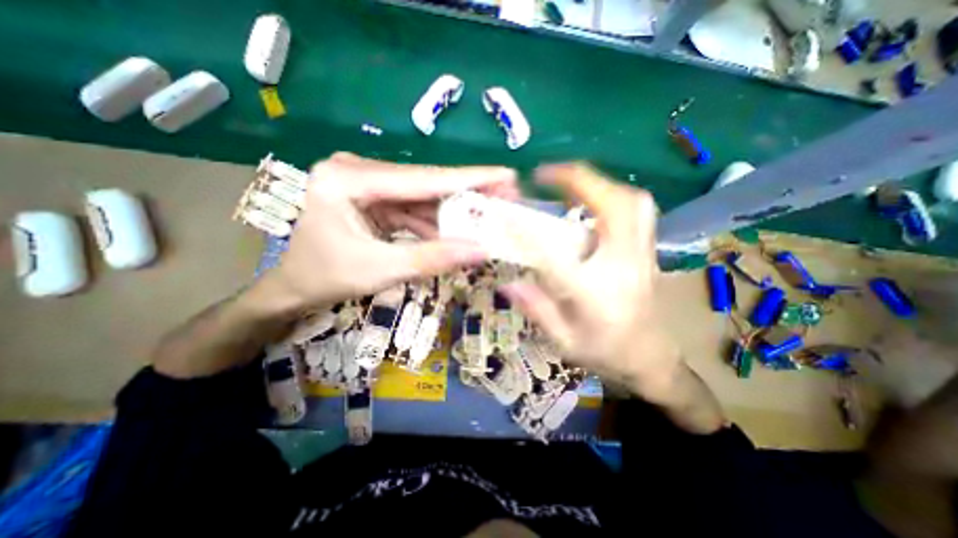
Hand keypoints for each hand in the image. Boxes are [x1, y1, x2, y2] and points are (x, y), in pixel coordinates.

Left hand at [260, 151, 517, 310]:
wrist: (291, 287)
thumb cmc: (324, 278)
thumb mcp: (380, 270)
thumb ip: (432, 259)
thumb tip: (482, 251)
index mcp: (348, 179)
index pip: (422, 177)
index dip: (468, 178)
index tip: (505, 174)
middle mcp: (358, 170)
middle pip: (425, 184)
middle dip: (466, 195)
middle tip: (504, 198)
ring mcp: (366, 183)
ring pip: (422, 198)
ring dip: (452, 213)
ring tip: (486, 221)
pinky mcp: (372, 198)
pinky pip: (412, 209)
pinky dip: (434, 224)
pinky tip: (455, 234)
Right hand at [503, 165, 688, 398]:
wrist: (652, 360)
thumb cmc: (607, 353)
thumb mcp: (564, 342)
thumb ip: (537, 309)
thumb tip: (508, 282)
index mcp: (596, 292)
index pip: (556, 254)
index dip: (528, 230)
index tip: (507, 214)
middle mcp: (624, 264)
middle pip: (615, 206)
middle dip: (580, 180)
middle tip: (547, 175)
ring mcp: (642, 254)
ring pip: (633, 201)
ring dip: (599, 184)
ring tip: (569, 184)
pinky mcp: (647, 250)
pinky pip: (637, 210)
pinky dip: (613, 195)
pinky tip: (592, 201)